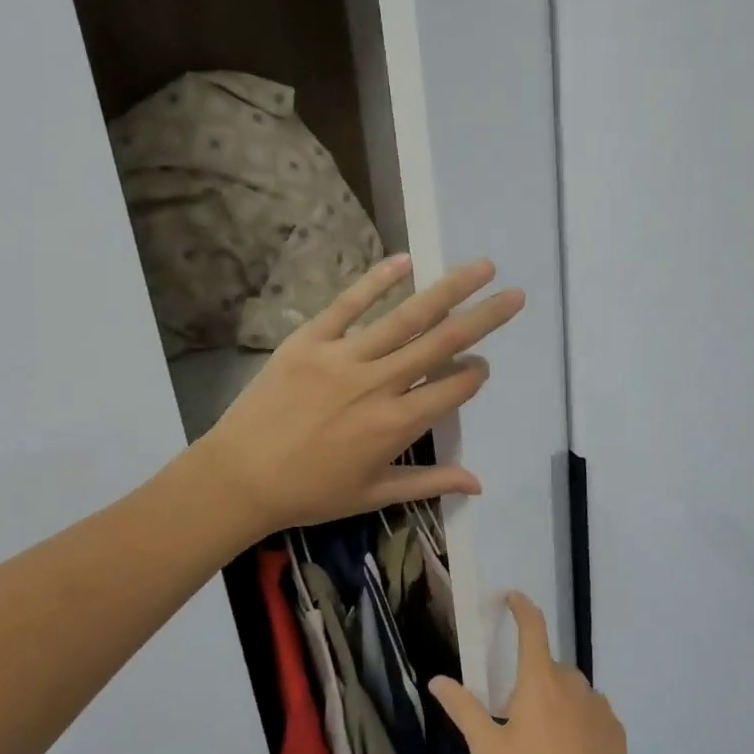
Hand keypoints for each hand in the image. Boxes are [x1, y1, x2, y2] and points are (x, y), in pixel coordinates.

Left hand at [196, 256, 523, 534]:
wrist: (237, 478)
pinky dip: (376, 280)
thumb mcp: (373, 493)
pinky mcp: (310, 340)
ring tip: (481, 268)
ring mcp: (344, 357)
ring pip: (406, 317)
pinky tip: (405, 260)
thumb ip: (428, 483)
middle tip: (516, 295)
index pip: (453, 388)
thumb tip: (479, 484)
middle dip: (484, 318)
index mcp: (397, 424)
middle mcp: (379, 384)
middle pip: (442, 343)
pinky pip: (348, 304)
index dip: (474, 375)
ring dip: (448, 290)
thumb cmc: (308, 493)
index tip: (481, 367)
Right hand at [430, 592, 637, 753]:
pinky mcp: (615, 729)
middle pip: (546, 667)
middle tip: (513, 721)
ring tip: (542, 746)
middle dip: (529, 682)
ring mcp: (598, 705)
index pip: (532, 628)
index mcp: (539, 681)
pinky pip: (588, 712)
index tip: (513, 598)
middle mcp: (572, 683)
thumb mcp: (488, 750)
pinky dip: (575, 721)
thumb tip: (438, 680)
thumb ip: (464, 709)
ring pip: (568, 691)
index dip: (522, 608)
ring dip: (554, 702)